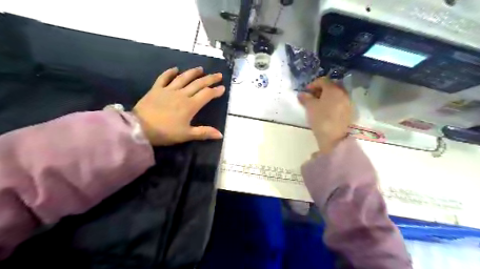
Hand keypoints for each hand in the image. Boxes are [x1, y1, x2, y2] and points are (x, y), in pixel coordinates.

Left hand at [133, 67, 225, 145]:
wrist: (140, 128)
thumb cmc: (166, 132)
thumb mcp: (187, 135)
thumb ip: (204, 133)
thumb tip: (220, 135)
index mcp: (190, 105)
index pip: (206, 95)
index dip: (216, 91)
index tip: (223, 88)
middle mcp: (182, 94)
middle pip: (198, 84)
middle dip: (210, 79)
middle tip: (218, 74)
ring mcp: (168, 90)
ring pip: (184, 78)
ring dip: (193, 72)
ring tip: (200, 68)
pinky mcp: (156, 89)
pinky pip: (164, 78)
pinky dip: (170, 72)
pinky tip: (175, 69)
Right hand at [299, 76, 351, 152]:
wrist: (334, 138)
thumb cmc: (321, 119)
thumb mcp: (310, 107)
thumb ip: (306, 98)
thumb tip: (302, 94)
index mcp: (333, 89)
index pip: (323, 80)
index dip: (313, 84)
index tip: (305, 92)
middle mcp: (343, 93)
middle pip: (331, 86)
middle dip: (320, 90)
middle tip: (311, 97)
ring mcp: (347, 102)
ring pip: (335, 94)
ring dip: (326, 97)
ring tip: (317, 105)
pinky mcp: (348, 111)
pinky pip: (339, 102)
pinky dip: (331, 103)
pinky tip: (325, 111)